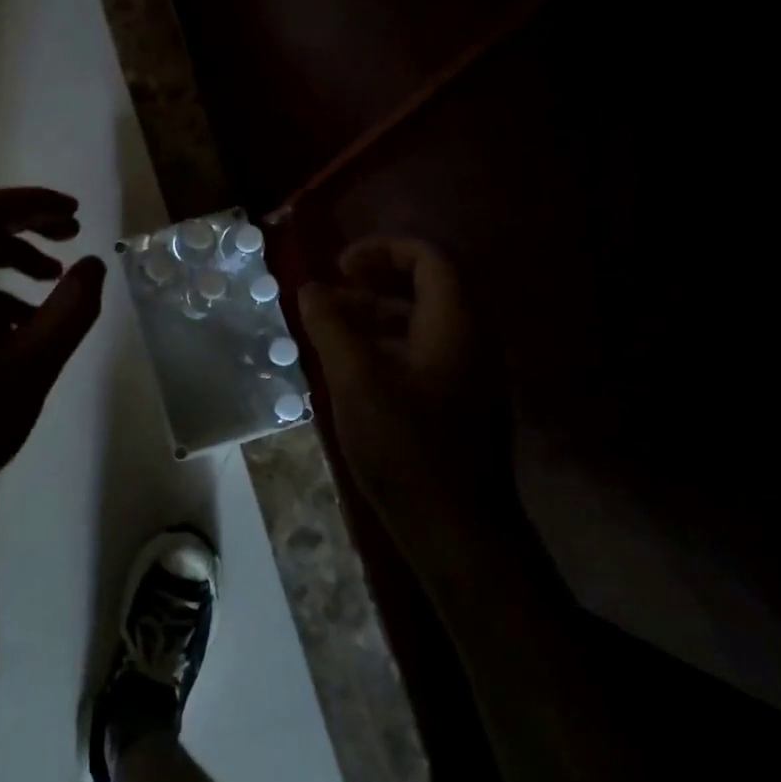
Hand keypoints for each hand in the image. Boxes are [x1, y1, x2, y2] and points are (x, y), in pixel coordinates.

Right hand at [297, 239, 512, 531]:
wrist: (456, 532)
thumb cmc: (406, 446)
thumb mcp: (354, 378)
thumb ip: (330, 325)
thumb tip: (310, 288)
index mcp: (455, 324)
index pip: (429, 258)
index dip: (383, 249)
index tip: (340, 264)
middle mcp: (470, 340)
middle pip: (427, 286)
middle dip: (374, 280)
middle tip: (332, 289)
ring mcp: (467, 373)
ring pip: (421, 321)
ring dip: (375, 313)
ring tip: (329, 327)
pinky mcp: (457, 402)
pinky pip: (421, 351)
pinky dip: (385, 343)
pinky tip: (349, 366)